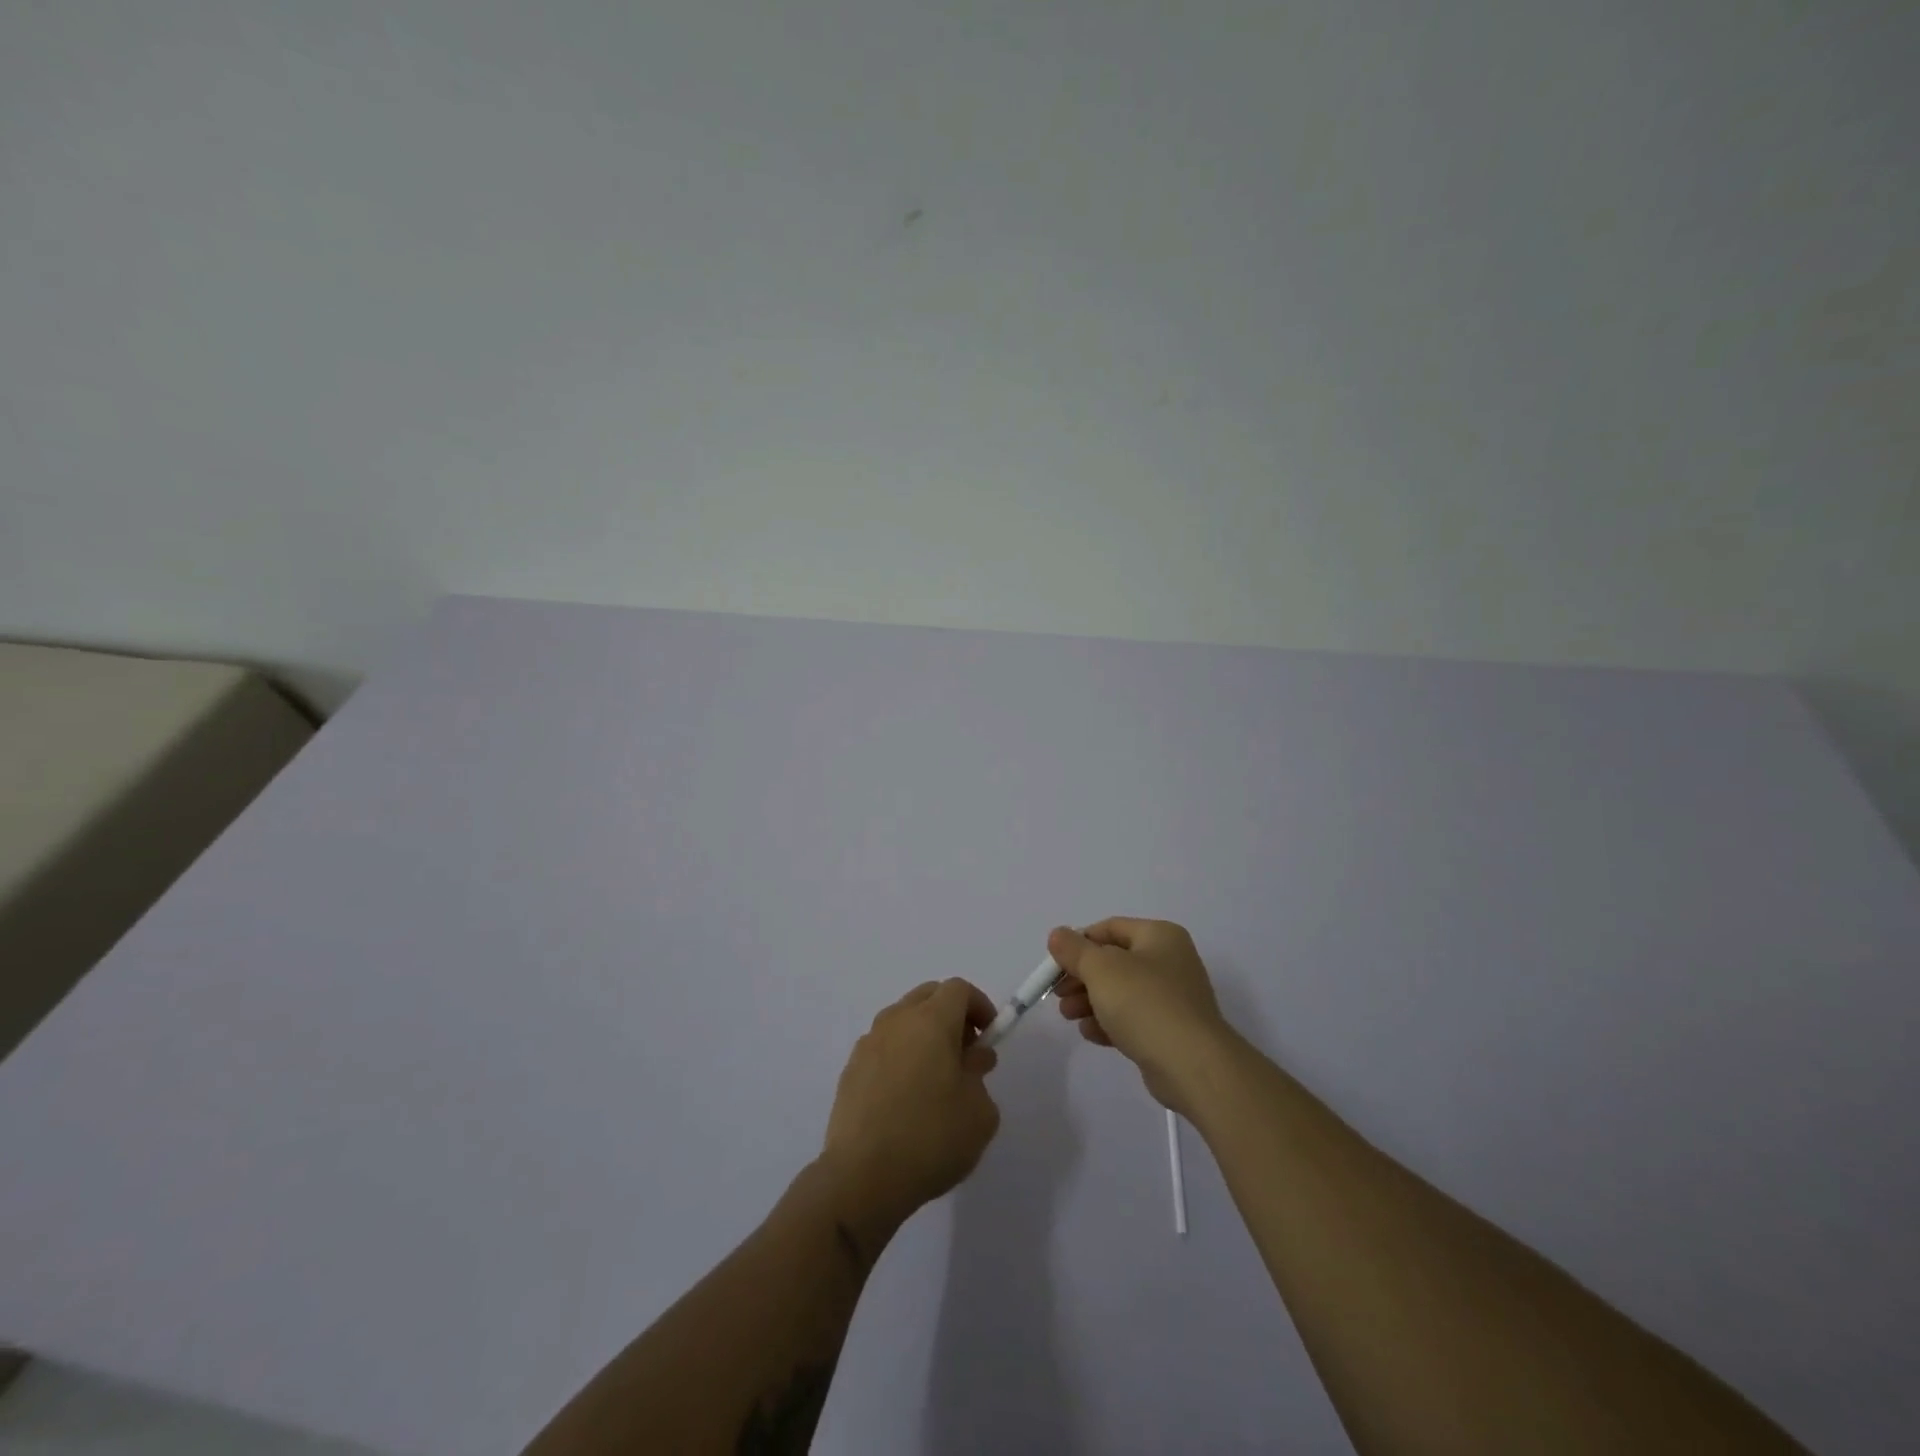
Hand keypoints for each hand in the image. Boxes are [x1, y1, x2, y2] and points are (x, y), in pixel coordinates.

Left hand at [819, 979, 1001, 1240]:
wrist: (862, 1177)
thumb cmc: (931, 1138)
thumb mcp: (979, 1113)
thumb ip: (979, 1075)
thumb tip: (970, 1060)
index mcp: (931, 1021)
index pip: (959, 989)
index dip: (979, 1006)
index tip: (989, 1036)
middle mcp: (897, 1021)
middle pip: (928, 996)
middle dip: (952, 1015)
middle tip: (966, 1053)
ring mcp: (869, 1043)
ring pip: (903, 1019)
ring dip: (924, 1035)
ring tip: (936, 1079)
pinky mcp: (850, 1069)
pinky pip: (884, 1046)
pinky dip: (901, 1056)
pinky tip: (906, 1097)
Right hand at [1049, 918, 1234, 1114]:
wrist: (1192, 1065)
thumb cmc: (1144, 1003)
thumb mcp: (1101, 969)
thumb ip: (1074, 950)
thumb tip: (1058, 935)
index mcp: (1159, 935)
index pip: (1109, 928)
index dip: (1078, 943)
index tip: (1055, 965)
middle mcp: (1170, 960)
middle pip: (1113, 961)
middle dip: (1081, 977)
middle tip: (1058, 994)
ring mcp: (1173, 997)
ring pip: (1121, 991)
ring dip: (1090, 1001)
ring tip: (1068, 1017)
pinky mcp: (1171, 1030)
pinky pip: (1133, 1018)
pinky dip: (1109, 1022)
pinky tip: (1091, 1034)